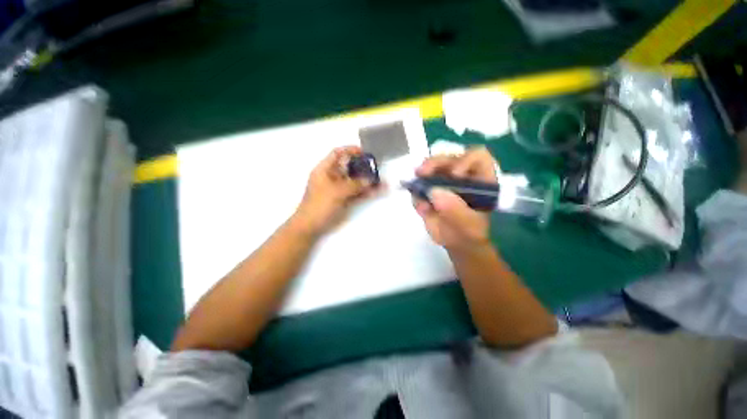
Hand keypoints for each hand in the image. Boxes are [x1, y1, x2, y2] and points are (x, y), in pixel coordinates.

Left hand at [293, 146, 380, 235]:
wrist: (311, 227)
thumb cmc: (320, 205)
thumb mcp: (336, 192)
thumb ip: (354, 184)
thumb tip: (369, 180)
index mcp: (324, 170)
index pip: (337, 153)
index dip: (350, 150)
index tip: (365, 152)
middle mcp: (332, 177)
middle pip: (349, 167)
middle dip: (363, 167)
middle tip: (377, 167)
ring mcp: (339, 189)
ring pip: (355, 182)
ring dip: (368, 181)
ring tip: (383, 181)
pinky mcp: (344, 200)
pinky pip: (357, 193)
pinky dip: (366, 192)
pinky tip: (378, 191)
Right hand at [413, 147, 497, 250]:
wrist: (456, 243)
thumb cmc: (470, 233)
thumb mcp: (469, 225)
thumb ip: (455, 210)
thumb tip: (434, 192)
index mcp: (480, 180)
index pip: (476, 157)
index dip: (465, 160)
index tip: (454, 175)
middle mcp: (461, 176)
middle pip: (448, 159)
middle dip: (434, 163)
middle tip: (421, 172)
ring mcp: (443, 182)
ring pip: (430, 169)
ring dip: (421, 176)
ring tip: (415, 188)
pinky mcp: (429, 190)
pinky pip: (419, 186)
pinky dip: (416, 195)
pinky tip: (422, 209)